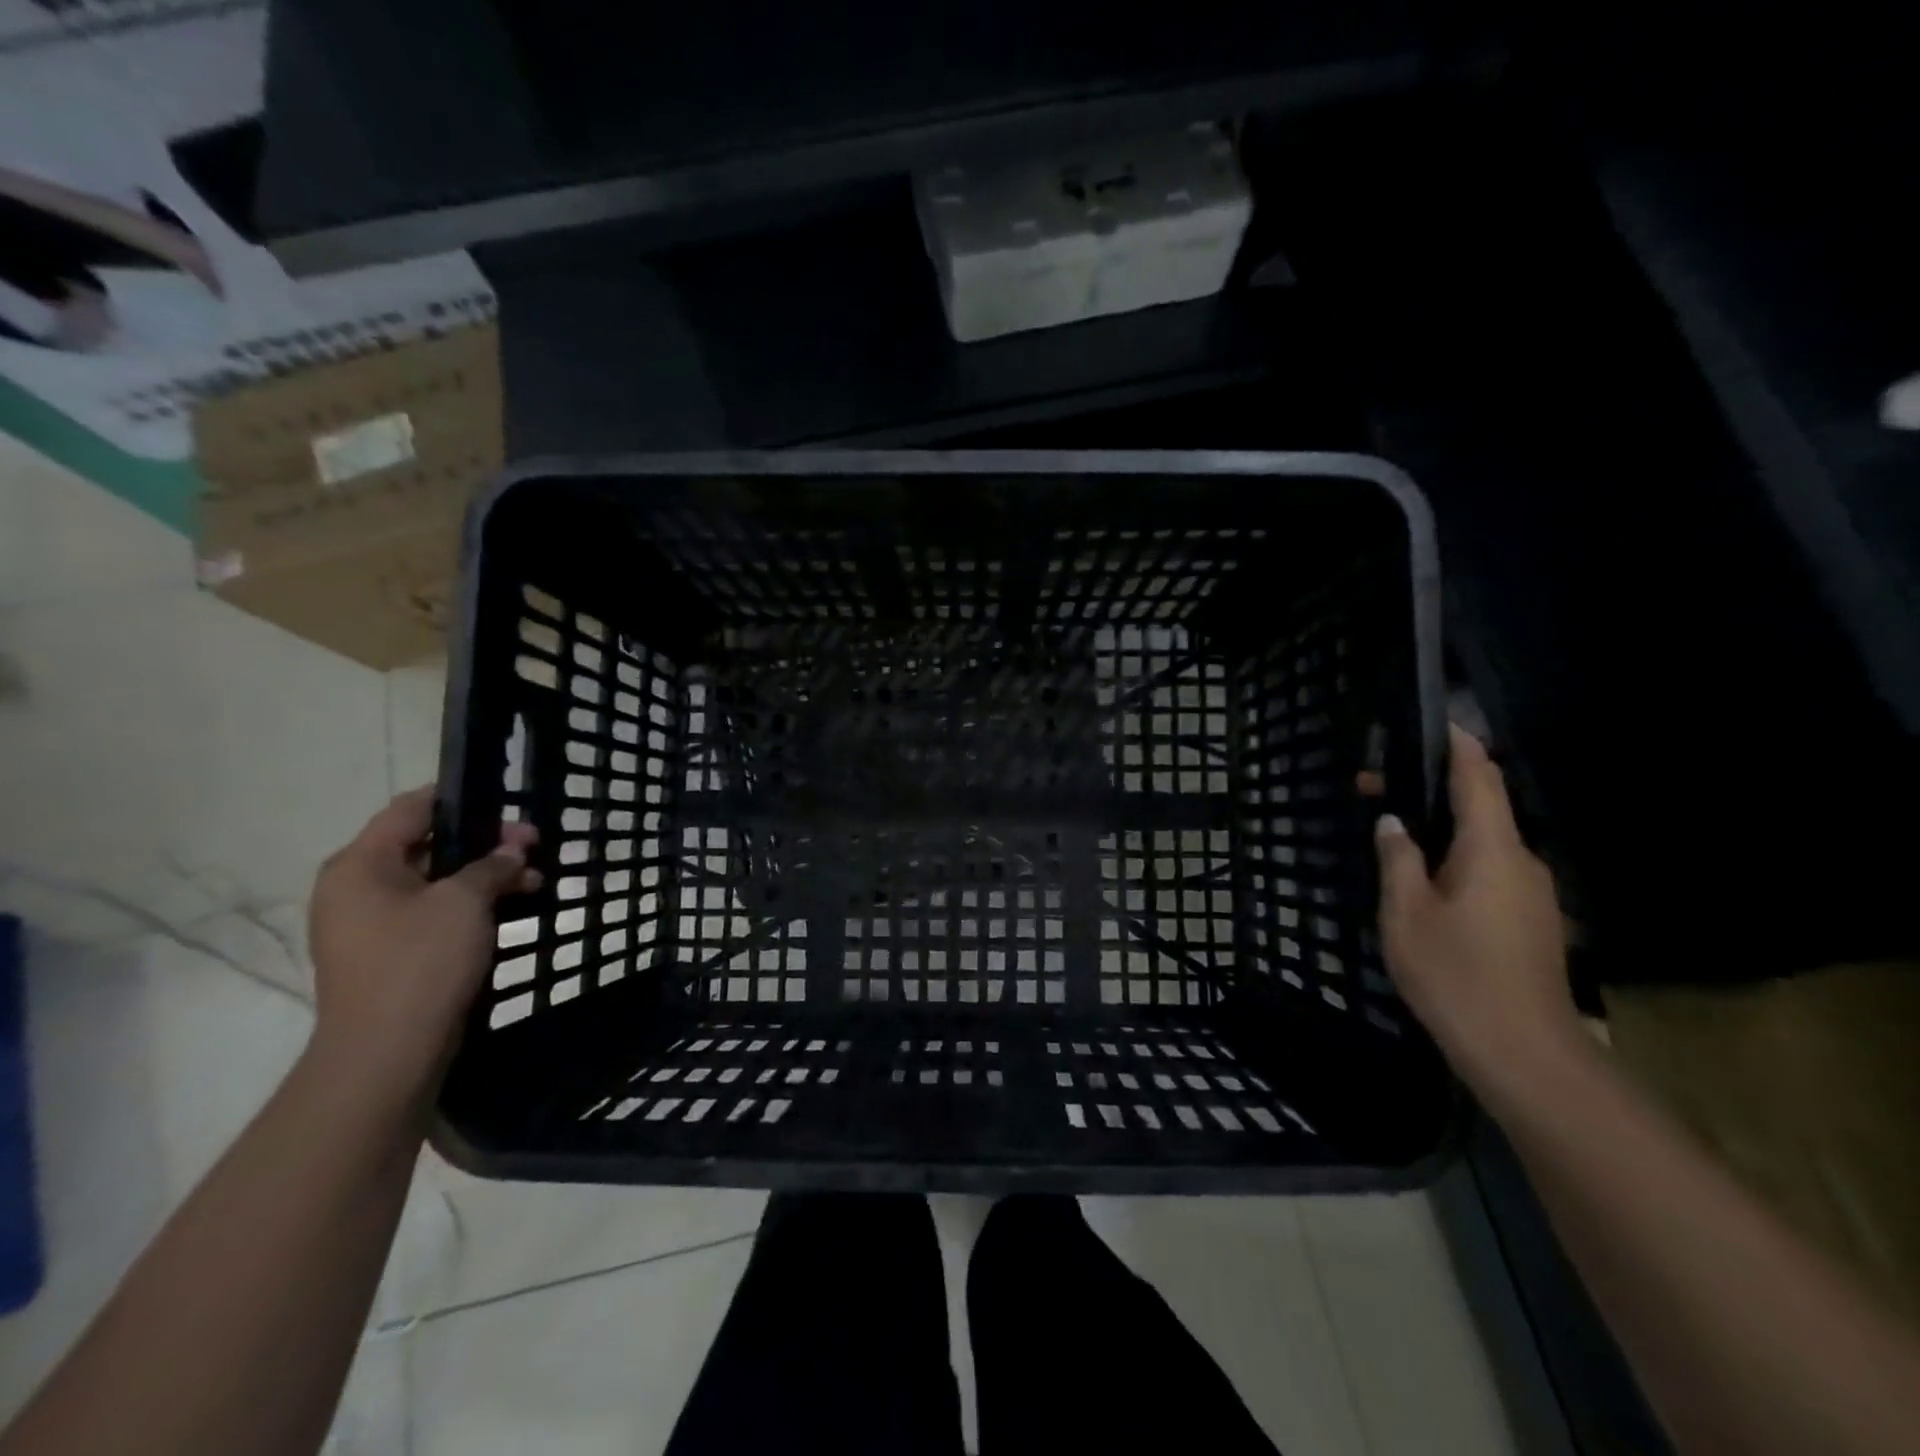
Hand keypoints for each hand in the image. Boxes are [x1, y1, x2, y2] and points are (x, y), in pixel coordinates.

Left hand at [306, 788, 538, 1095]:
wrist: (387, 1053)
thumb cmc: (420, 962)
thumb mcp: (465, 902)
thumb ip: (492, 865)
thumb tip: (513, 849)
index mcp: (360, 864)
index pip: (411, 809)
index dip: (462, 798)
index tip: (509, 803)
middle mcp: (356, 887)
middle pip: (427, 845)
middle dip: (485, 843)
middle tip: (534, 846)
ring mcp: (369, 923)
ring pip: (435, 881)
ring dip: (484, 876)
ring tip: (534, 881)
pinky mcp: (388, 953)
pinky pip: (432, 912)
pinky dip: (470, 905)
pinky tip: (510, 908)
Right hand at [1374, 726, 1581, 1094]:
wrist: (1524, 1052)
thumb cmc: (1456, 974)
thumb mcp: (1406, 914)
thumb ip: (1398, 860)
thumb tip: (1393, 823)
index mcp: (1492, 850)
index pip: (1480, 778)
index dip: (1459, 746)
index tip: (1437, 722)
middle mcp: (1521, 862)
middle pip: (1482, 808)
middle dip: (1433, 791)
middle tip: (1377, 789)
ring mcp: (1532, 893)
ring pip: (1485, 843)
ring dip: (1442, 829)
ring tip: (1394, 836)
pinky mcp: (1532, 920)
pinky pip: (1491, 871)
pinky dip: (1457, 859)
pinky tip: (1424, 881)